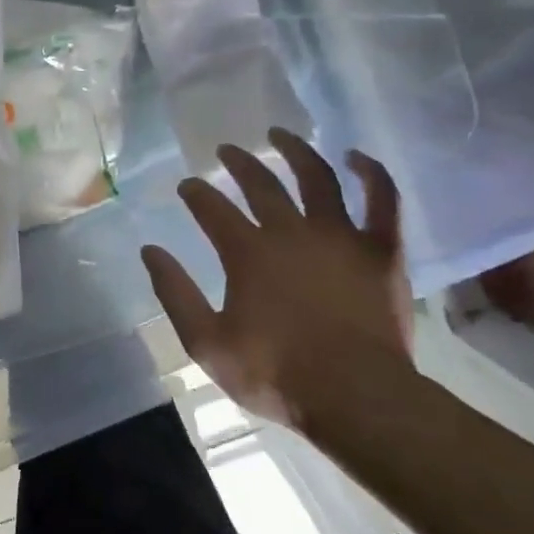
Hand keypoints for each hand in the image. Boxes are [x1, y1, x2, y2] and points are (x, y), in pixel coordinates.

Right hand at [140, 128, 408, 430]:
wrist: (358, 398)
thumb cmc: (276, 373)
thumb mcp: (206, 343)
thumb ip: (175, 293)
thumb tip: (150, 251)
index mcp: (248, 253)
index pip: (213, 208)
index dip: (196, 193)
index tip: (187, 186)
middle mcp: (292, 232)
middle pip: (261, 184)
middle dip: (239, 162)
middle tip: (226, 150)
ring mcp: (341, 238)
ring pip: (318, 178)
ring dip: (297, 151)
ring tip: (281, 134)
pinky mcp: (381, 251)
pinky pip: (383, 201)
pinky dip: (372, 174)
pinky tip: (357, 157)